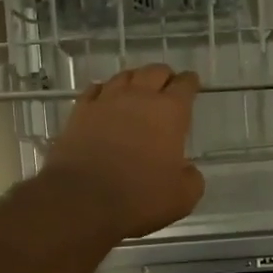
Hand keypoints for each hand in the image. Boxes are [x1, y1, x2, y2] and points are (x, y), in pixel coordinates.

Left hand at [43, 64, 204, 238]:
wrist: (82, 200)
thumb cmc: (139, 197)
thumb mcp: (182, 197)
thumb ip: (191, 178)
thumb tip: (186, 169)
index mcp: (170, 112)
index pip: (185, 85)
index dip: (191, 82)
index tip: (192, 84)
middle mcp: (139, 97)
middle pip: (155, 72)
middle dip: (165, 77)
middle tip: (167, 87)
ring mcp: (106, 101)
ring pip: (125, 75)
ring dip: (136, 79)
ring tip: (138, 88)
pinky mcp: (80, 112)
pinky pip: (95, 89)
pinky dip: (104, 90)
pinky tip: (105, 97)